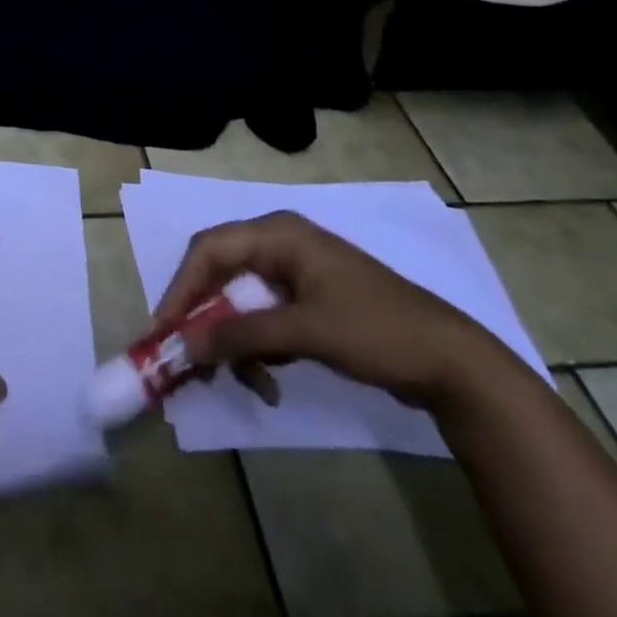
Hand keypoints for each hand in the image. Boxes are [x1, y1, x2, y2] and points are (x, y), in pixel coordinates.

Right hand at [150, 210, 503, 410]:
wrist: (453, 362)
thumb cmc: (377, 331)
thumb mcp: (306, 332)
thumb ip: (243, 334)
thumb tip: (186, 343)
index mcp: (277, 233)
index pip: (209, 250)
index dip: (181, 287)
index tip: (163, 329)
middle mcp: (279, 243)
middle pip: (220, 272)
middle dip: (204, 317)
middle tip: (186, 357)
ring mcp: (293, 272)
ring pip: (239, 299)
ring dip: (234, 340)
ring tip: (247, 383)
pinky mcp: (306, 300)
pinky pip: (262, 317)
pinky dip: (257, 347)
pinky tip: (267, 381)